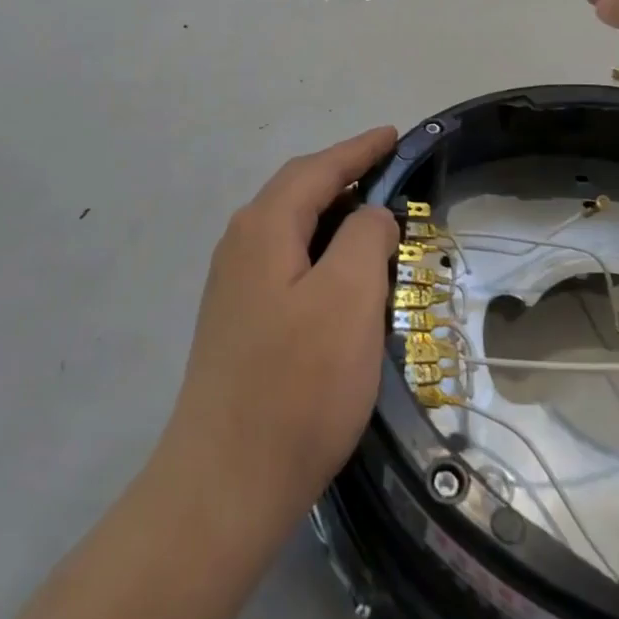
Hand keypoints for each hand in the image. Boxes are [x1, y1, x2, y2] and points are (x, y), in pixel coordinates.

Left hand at [160, 126, 401, 534]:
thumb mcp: (348, 298)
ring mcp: (233, 285)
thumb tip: (368, 215)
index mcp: (264, 227)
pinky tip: (340, 275)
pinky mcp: (238, 321)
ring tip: (374, 220)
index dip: (359, 149)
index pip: (317, 169)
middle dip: (344, 176)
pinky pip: (286, 262)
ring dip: (333, 216)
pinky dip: (320, 252)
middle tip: (390, 173)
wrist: (225, 484)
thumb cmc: (297, 384)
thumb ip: (364, 238)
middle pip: (298, 192)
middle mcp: (240, 244)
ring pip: (291, 229)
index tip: (393, 135)